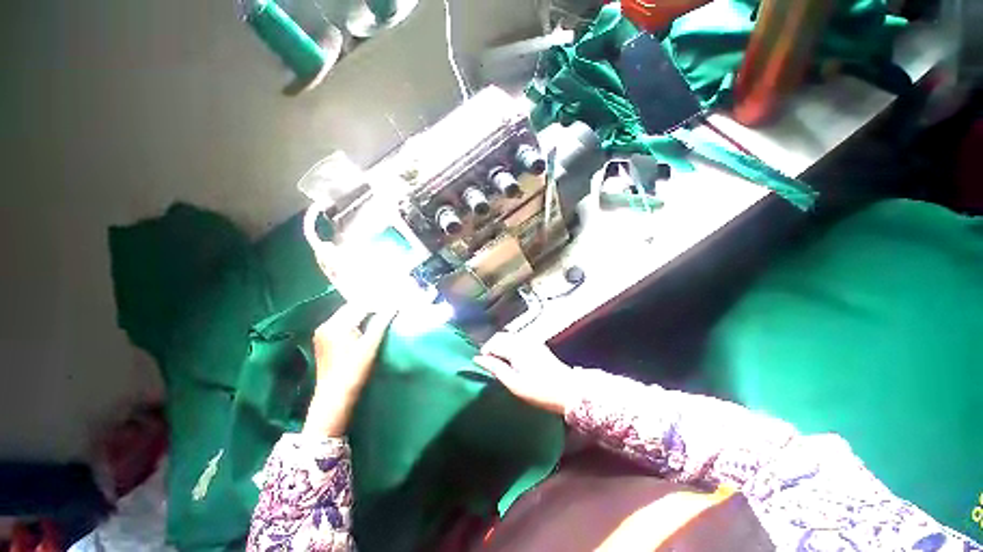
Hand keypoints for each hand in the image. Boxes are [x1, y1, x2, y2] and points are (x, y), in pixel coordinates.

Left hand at [304, 305, 395, 437]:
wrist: (334, 397)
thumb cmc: (354, 371)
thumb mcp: (370, 345)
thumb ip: (381, 322)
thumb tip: (394, 306)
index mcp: (336, 324)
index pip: (361, 305)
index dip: (378, 303)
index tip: (394, 302)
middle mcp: (326, 325)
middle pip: (352, 308)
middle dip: (371, 306)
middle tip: (389, 306)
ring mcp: (322, 333)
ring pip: (347, 315)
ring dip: (363, 313)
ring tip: (381, 313)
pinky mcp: (323, 341)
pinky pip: (342, 323)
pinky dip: (355, 320)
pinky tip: (367, 324)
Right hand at [472, 333, 576, 414]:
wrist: (569, 391)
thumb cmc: (540, 390)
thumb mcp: (514, 383)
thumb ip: (495, 368)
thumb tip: (479, 359)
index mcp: (516, 347)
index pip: (493, 342)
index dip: (485, 352)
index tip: (482, 364)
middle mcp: (524, 340)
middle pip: (501, 336)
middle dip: (492, 347)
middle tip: (489, 364)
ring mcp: (532, 341)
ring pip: (510, 337)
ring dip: (501, 346)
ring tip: (500, 363)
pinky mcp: (538, 346)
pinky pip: (518, 340)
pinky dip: (510, 346)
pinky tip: (513, 360)